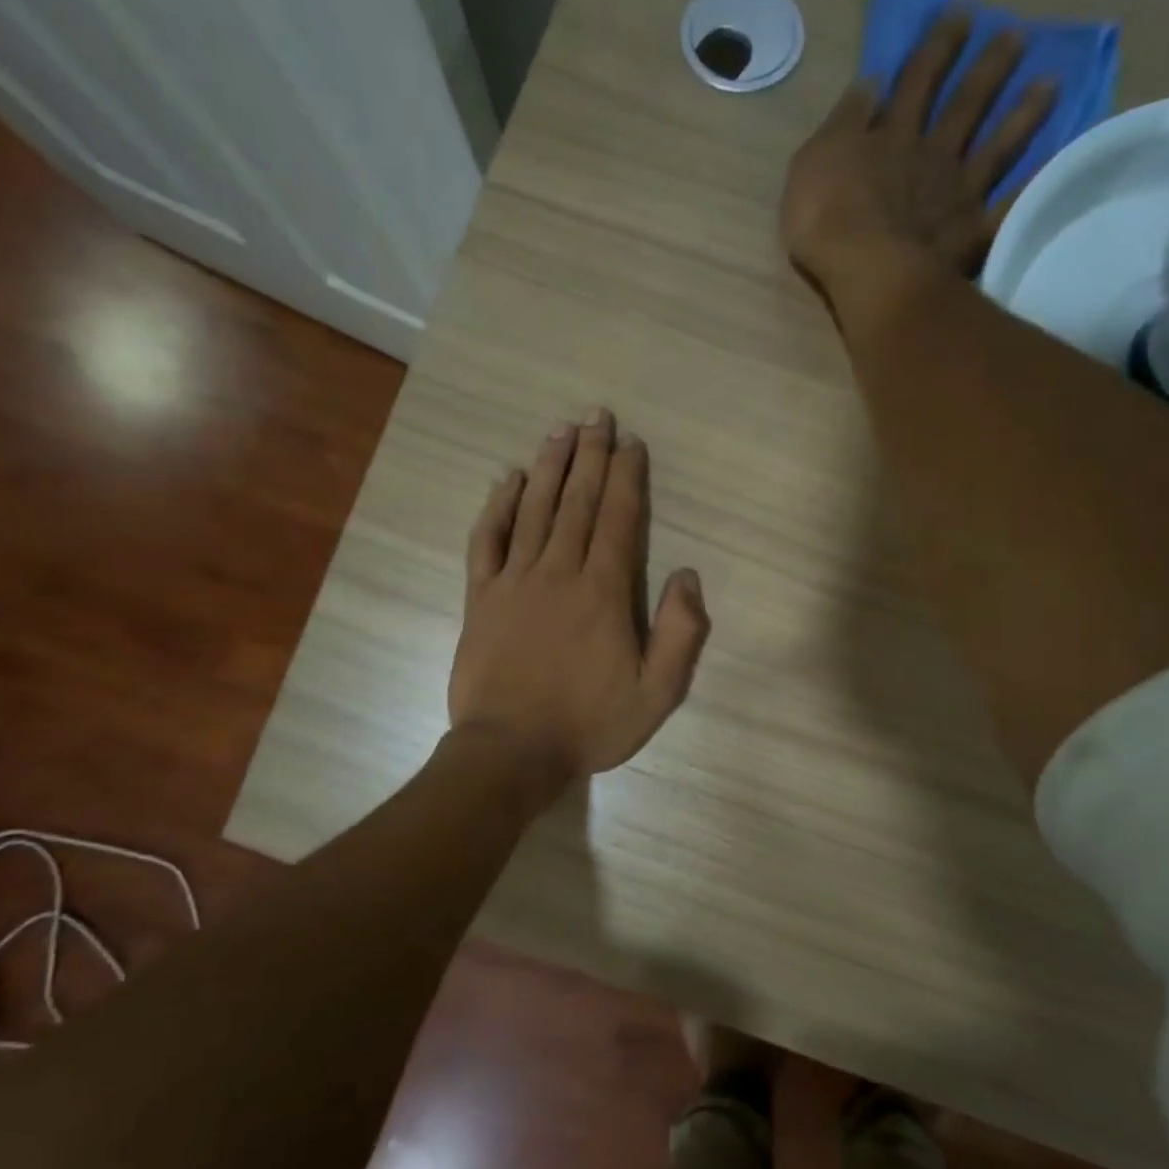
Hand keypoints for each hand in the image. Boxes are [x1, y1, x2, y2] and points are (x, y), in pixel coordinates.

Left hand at [449, 409, 710, 798]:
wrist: (511, 752)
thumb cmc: (589, 724)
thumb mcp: (657, 694)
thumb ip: (680, 633)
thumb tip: (688, 575)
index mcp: (603, 592)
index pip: (618, 519)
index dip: (627, 477)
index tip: (632, 443)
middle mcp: (558, 572)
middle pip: (577, 502)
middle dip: (590, 456)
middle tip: (597, 416)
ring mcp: (514, 581)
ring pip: (533, 510)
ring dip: (549, 468)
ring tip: (560, 432)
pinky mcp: (481, 597)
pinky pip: (487, 540)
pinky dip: (497, 507)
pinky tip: (505, 480)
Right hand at [780, 14, 1055, 299]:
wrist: (864, 268)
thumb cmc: (825, 218)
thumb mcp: (813, 160)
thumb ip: (844, 121)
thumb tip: (871, 81)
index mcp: (892, 136)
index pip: (916, 80)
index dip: (937, 47)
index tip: (960, 17)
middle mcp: (932, 154)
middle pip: (966, 104)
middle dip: (989, 68)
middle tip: (1015, 36)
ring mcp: (958, 192)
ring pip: (997, 146)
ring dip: (1023, 114)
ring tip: (1050, 84)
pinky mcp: (973, 231)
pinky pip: (1010, 206)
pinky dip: (1032, 187)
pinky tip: (1055, 167)